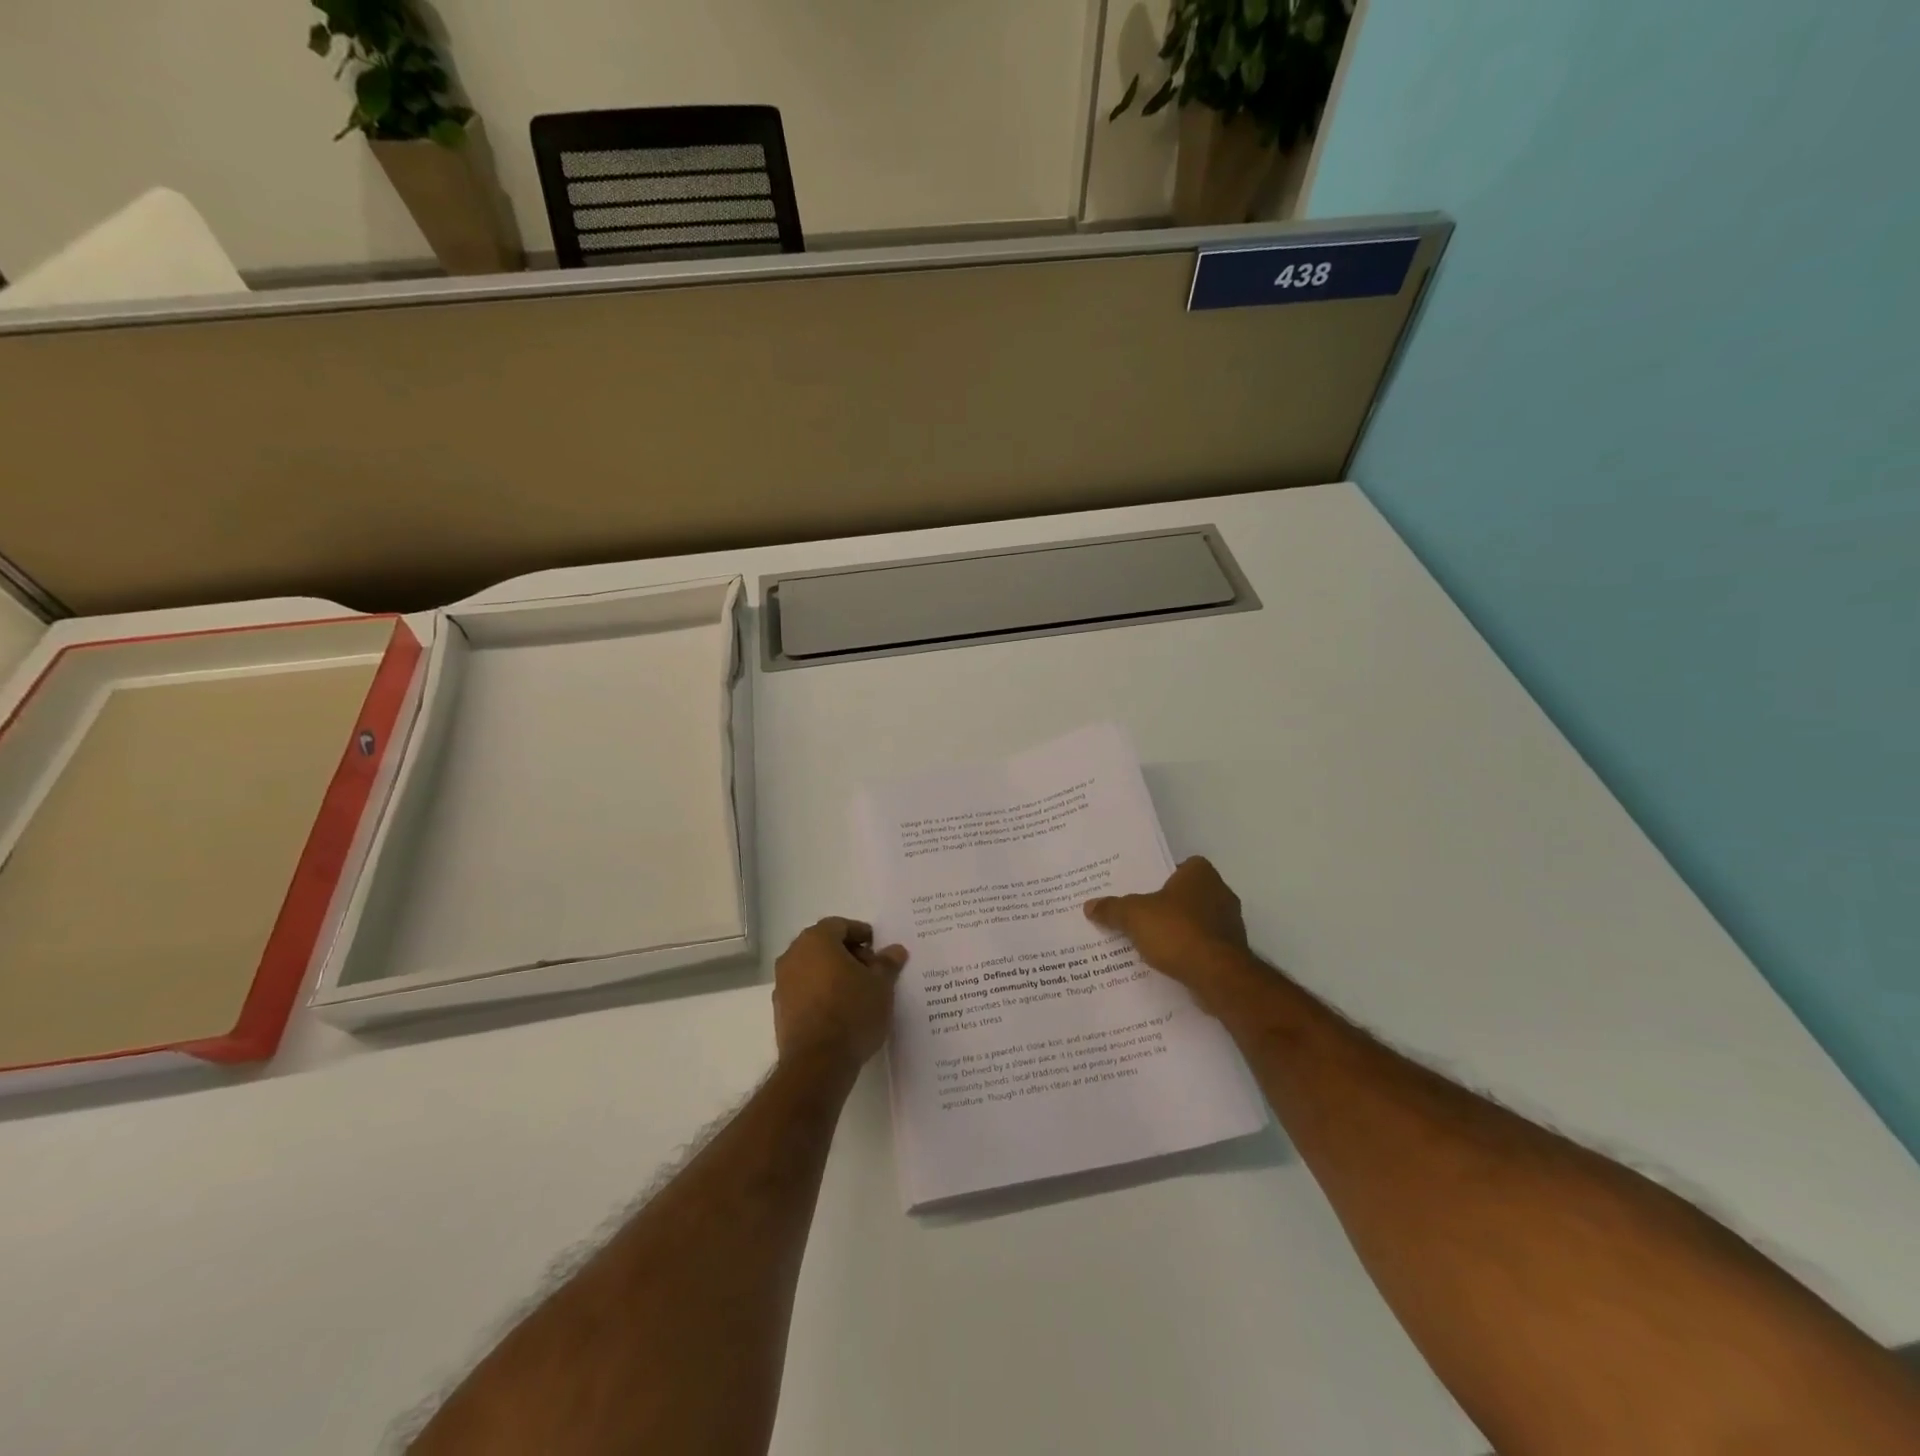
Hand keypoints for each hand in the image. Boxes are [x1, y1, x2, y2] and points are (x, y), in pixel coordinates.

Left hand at [772, 917, 906, 1073]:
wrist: (817, 1063)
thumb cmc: (852, 1012)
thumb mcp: (881, 986)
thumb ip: (887, 964)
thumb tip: (895, 950)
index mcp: (816, 940)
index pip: (839, 925)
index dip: (860, 933)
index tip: (877, 948)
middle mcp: (793, 956)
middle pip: (823, 944)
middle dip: (848, 953)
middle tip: (871, 969)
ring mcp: (782, 983)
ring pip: (812, 967)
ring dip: (833, 973)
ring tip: (858, 991)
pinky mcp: (780, 1010)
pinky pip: (804, 990)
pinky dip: (821, 992)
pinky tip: (840, 1010)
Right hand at [1084, 857, 1253, 1010]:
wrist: (1217, 976)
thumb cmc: (1177, 931)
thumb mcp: (1134, 916)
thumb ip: (1112, 909)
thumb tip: (1089, 905)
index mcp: (1201, 874)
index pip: (1181, 865)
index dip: (1162, 875)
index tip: (1143, 889)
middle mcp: (1221, 892)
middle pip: (1187, 894)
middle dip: (1167, 905)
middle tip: (1140, 914)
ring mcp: (1230, 924)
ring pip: (1196, 921)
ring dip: (1178, 929)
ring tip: (1150, 941)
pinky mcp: (1232, 952)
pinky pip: (1203, 945)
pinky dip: (1188, 951)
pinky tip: (1168, 961)